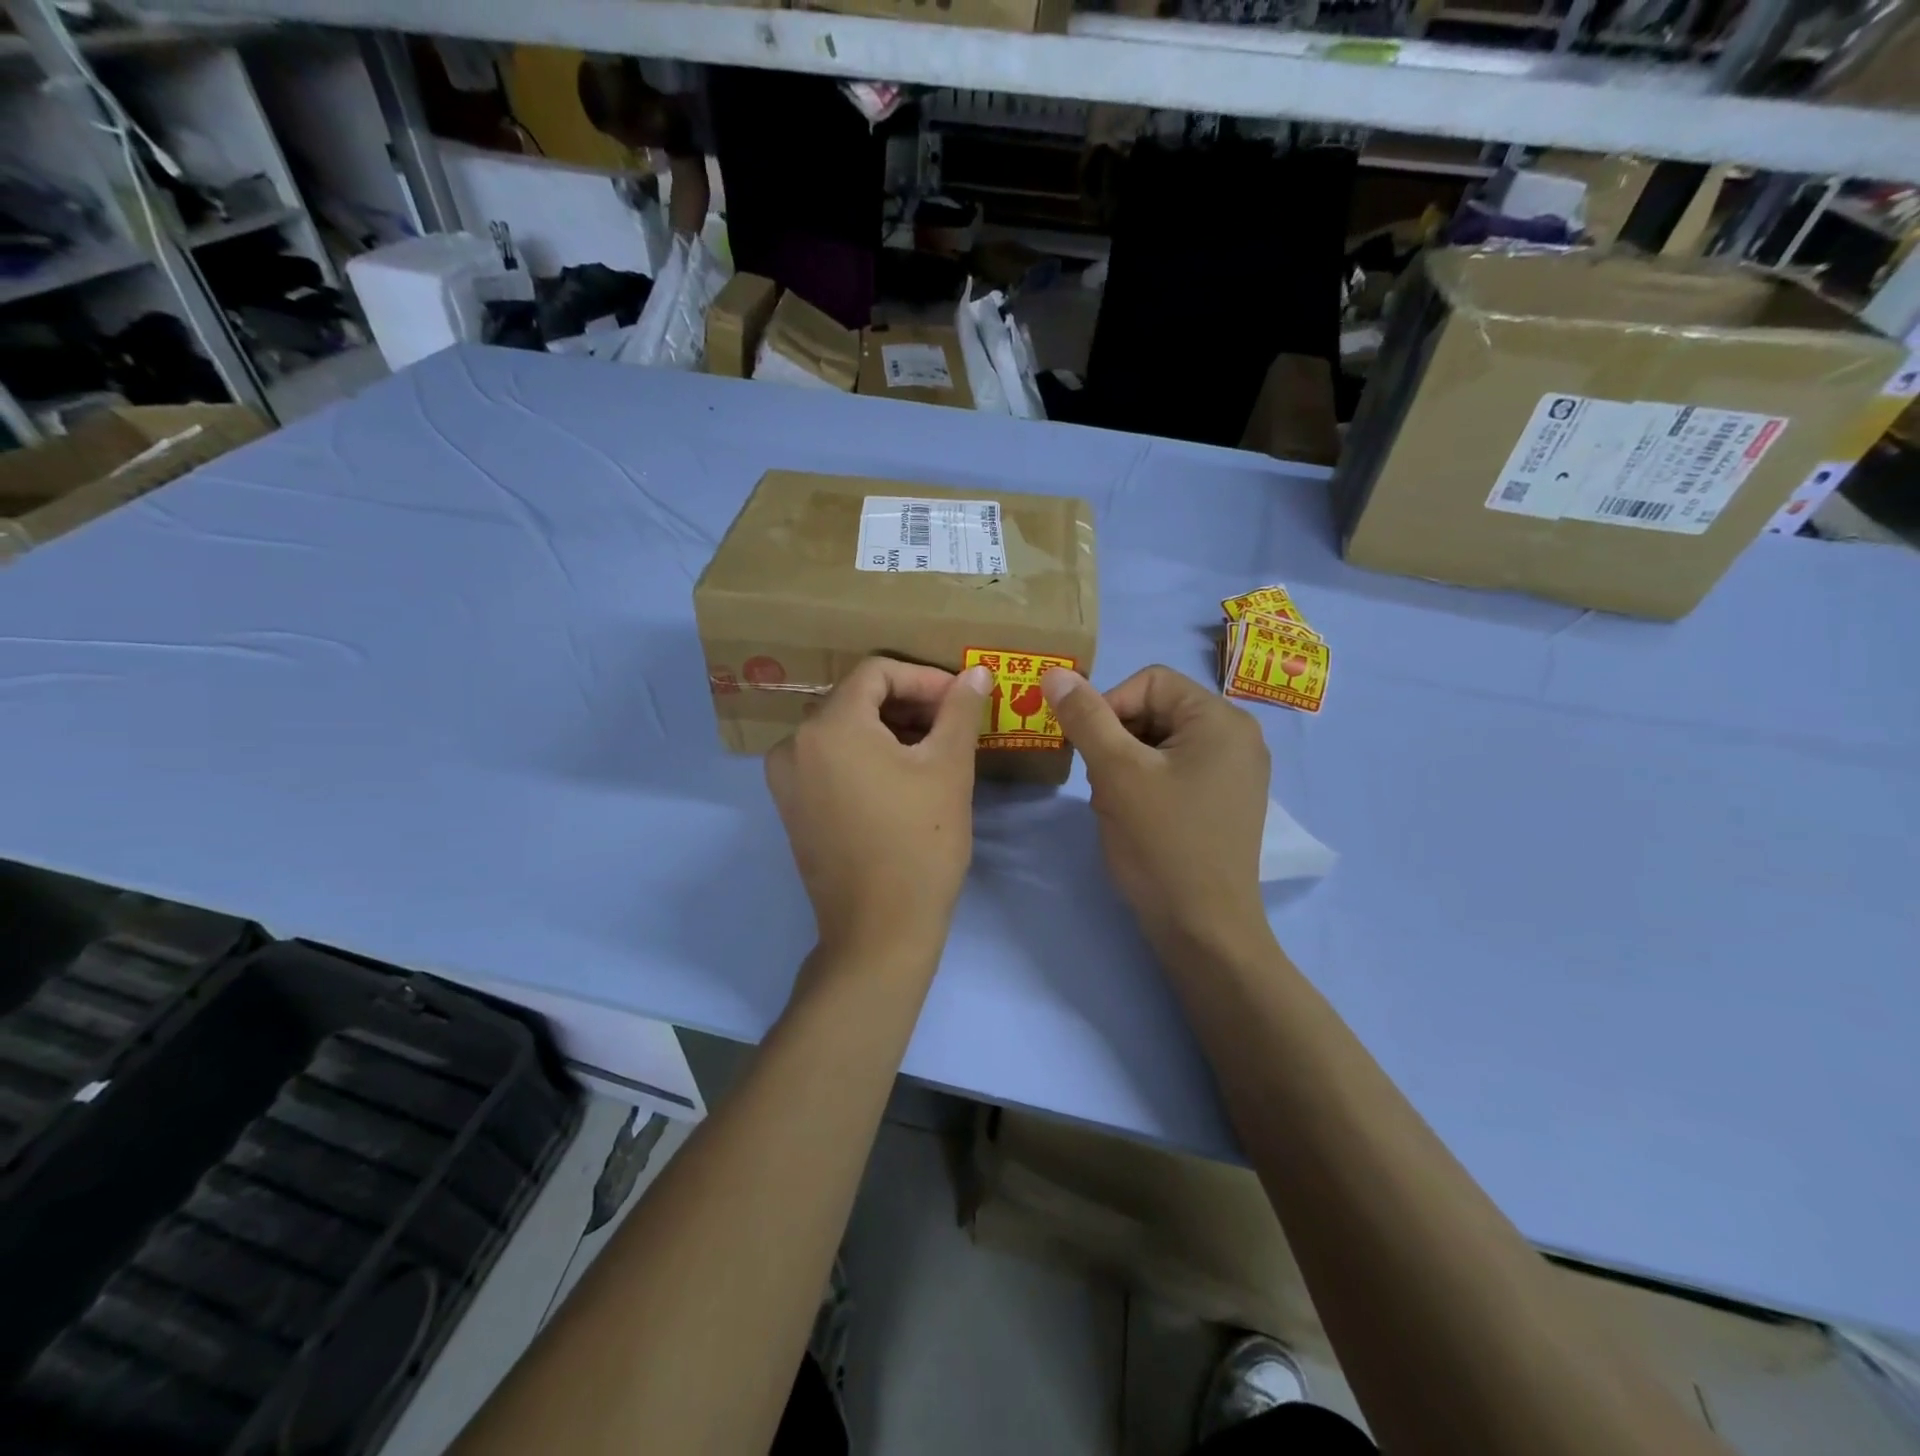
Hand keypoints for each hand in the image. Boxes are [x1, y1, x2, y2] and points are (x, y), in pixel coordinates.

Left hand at [766, 658, 991, 959]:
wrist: (880, 931)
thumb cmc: (920, 843)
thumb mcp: (948, 768)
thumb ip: (960, 710)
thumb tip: (975, 673)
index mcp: (828, 726)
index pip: (876, 672)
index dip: (924, 678)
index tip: (960, 701)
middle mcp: (794, 744)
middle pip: (857, 699)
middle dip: (909, 704)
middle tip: (953, 724)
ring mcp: (787, 779)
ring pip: (843, 730)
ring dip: (890, 729)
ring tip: (934, 750)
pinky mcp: (792, 807)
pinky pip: (830, 760)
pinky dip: (866, 755)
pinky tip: (903, 776)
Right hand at [1042, 665, 1270, 953]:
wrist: (1203, 930)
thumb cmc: (1162, 843)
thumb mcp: (1116, 773)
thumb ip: (1085, 717)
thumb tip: (1055, 672)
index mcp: (1221, 719)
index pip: (1149, 682)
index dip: (1108, 707)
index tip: (1088, 750)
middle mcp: (1237, 737)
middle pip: (1156, 710)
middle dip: (1116, 741)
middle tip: (1101, 783)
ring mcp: (1234, 772)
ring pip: (1159, 744)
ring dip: (1125, 765)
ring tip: (1115, 806)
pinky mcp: (1224, 802)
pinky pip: (1174, 771)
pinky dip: (1144, 785)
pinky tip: (1133, 818)